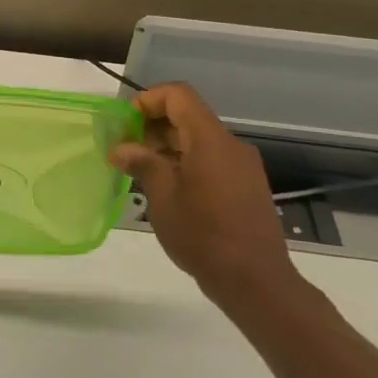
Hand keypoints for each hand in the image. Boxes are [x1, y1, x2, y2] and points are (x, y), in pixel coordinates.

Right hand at [108, 82, 304, 307]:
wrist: (256, 282)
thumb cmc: (203, 235)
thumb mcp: (163, 198)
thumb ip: (143, 164)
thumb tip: (121, 149)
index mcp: (211, 140)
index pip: (179, 95)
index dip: (148, 101)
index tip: (125, 126)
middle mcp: (231, 145)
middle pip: (188, 116)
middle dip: (153, 126)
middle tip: (126, 151)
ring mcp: (243, 167)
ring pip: (199, 139)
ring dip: (167, 147)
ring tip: (142, 173)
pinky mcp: (247, 186)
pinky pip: (212, 160)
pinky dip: (186, 162)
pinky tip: (168, 190)